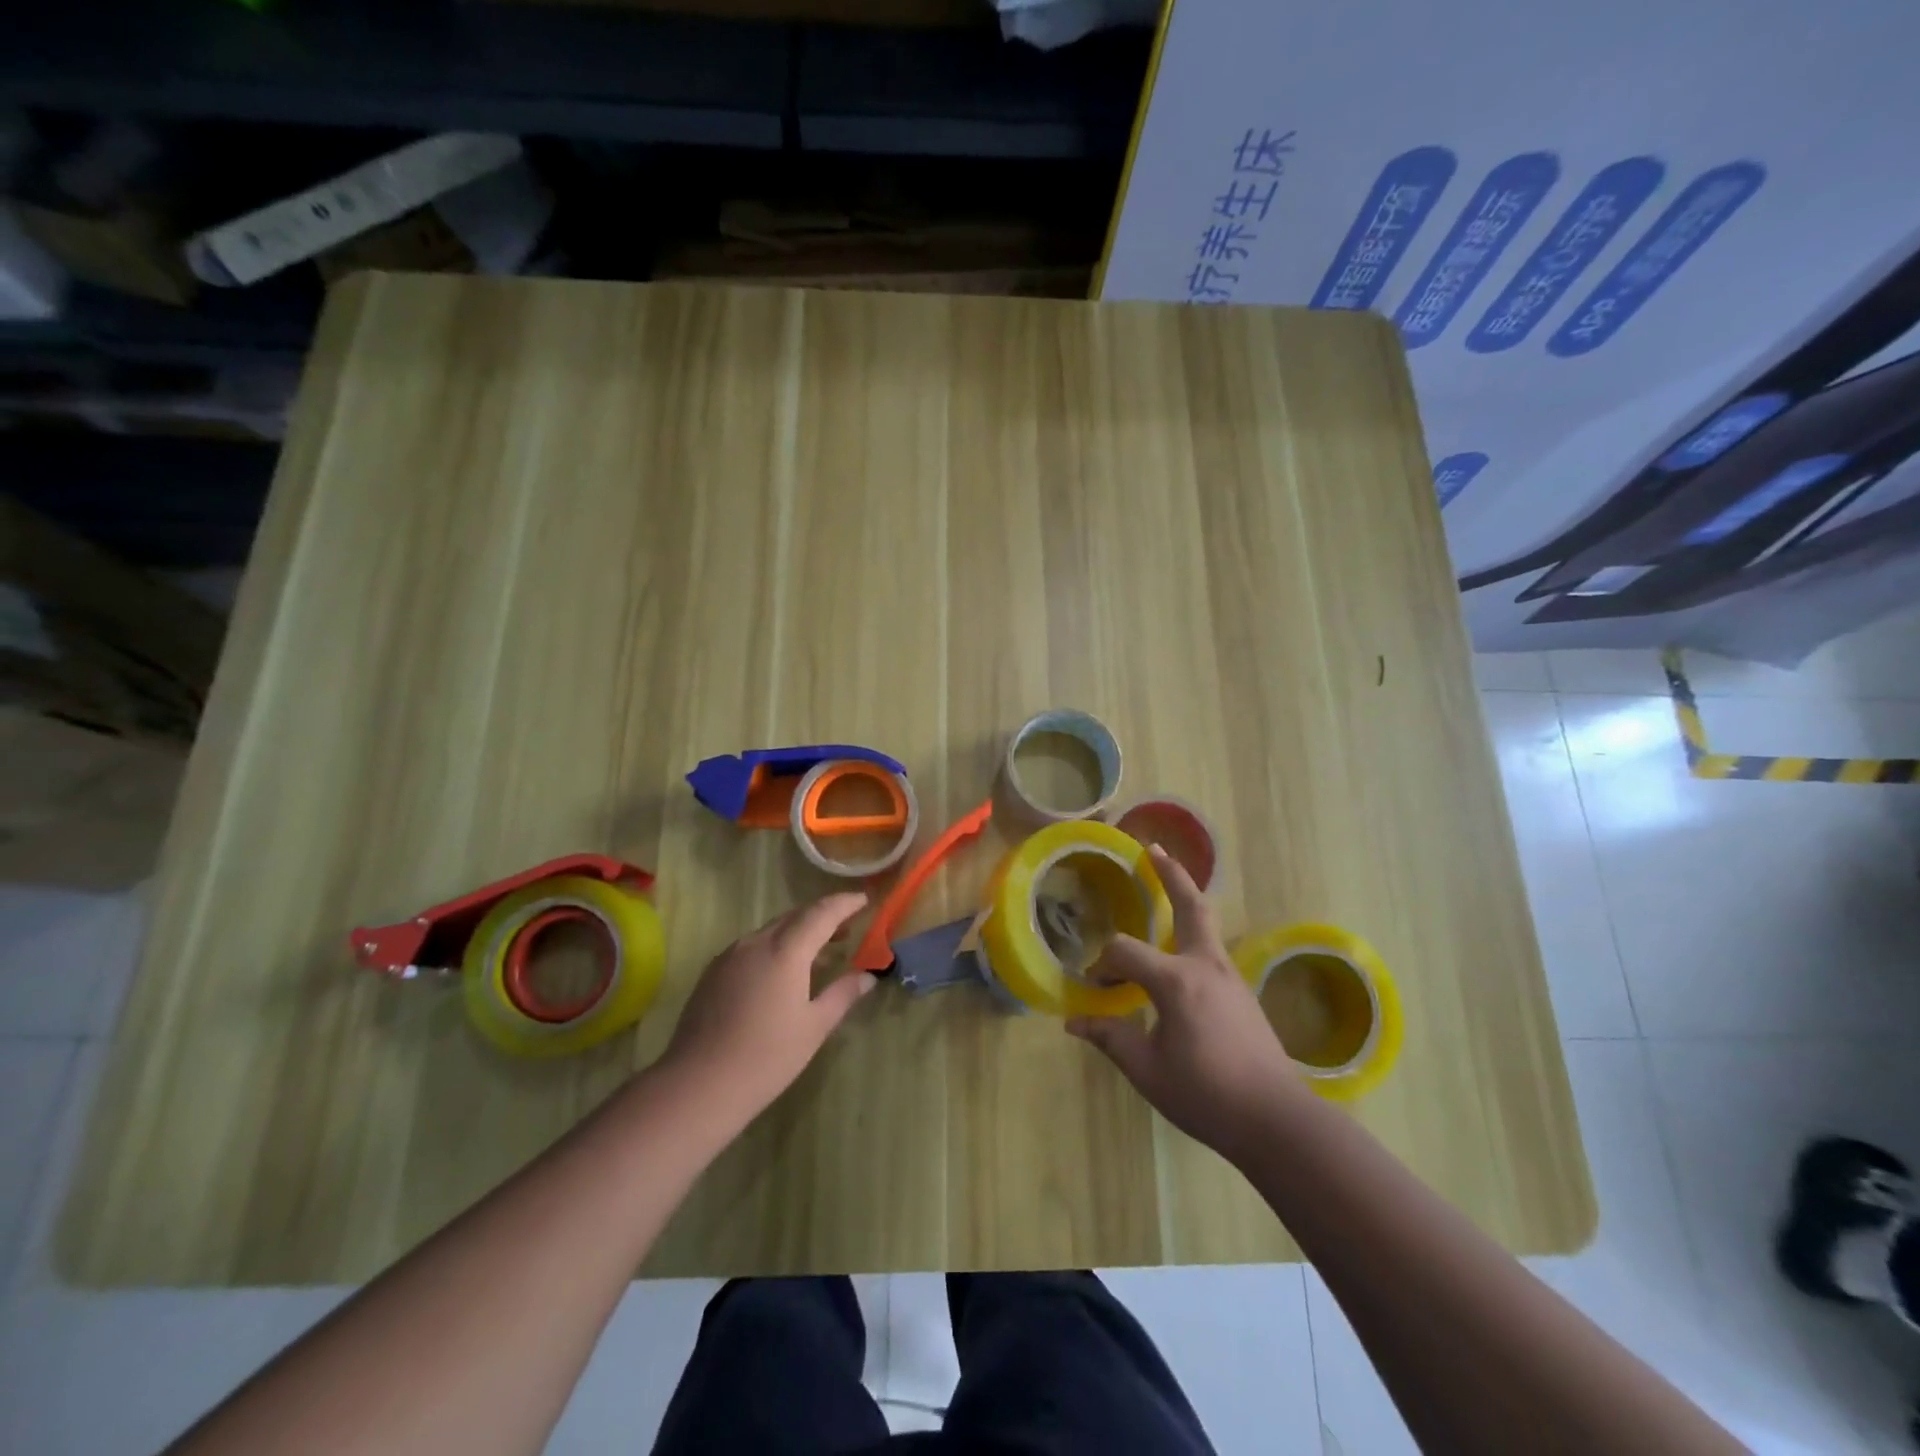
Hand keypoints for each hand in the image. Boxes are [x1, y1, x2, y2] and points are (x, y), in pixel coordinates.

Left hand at [658, 893, 875, 1128]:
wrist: (698, 1084)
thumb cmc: (767, 1057)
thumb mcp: (814, 1027)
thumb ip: (843, 994)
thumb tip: (867, 976)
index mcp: (785, 951)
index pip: (822, 912)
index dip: (845, 902)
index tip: (865, 899)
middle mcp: (756, 942)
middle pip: (795, 915)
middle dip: (823, 915)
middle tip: (848, 926)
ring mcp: (730, 955)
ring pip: (772, 929)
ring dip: (799, 931)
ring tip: (819, 952)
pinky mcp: (713, 971)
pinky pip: (752, 945)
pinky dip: (776, 946)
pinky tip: (782, 972)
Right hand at [1067, 846, 1302, 1159]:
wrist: (1277, 1120)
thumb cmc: (1207, 1094)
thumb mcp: (1148, 1071)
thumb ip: (1111, 1038)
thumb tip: (1074, 1022)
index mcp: (1176, 980)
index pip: (1125, 952)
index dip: (1102, 965)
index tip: (1093, 988)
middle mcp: (1205, 965)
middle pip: (1190, 905)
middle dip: (1170, 875)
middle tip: (1153, 849)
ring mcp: (1229, 976)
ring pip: (1206, 924)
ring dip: (1185, 899)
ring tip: (1167, 884)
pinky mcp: (1242, 993)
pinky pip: (1211, 949)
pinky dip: (1192, 933)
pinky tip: (1180, 952)